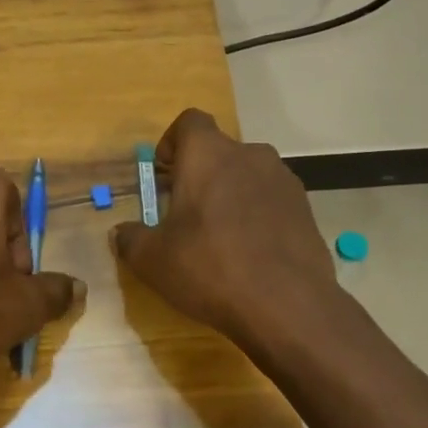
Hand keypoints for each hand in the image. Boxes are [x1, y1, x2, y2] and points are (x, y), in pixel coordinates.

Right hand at [112, 109, 336, 351]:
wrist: (288, 305)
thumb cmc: (210, 268)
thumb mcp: (152, 260)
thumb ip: (131, 239)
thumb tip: (122, 233)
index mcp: (208, 154)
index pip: (189, 121)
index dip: (172, 142)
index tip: (163, 174)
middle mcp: (249, 155)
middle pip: (218, 151)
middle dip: (199, 175)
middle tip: (185, 213)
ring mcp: (283, 180)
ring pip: (247, 175)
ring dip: (230, 194)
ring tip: (219, 235)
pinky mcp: (305, 208)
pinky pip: (271, 200)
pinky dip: (257, 214)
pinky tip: (250, 252)